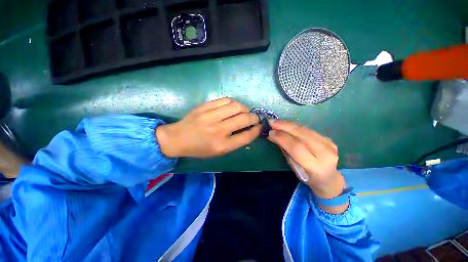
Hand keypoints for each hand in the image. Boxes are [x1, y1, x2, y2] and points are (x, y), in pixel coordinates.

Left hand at [156, 98, 260, 157]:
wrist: (178, 138)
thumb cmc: (200, 148)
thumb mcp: (218, 152)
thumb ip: (235, 142)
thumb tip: (249, 130)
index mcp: (222, 146)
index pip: (246, 136)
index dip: (256, 130)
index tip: (259, 126)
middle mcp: (218, 131)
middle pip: (244, 119)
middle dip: (253, 118)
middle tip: (253, 118)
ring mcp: (210, 116)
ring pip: (236, 106)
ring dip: (244, 108)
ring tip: (243, 111)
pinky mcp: (205, 106)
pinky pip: (226, 100)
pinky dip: (233, 103)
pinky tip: (233, 107)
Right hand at [268, 120, 345, 203]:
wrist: (329, 178)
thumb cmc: (308, 177)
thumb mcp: (294, 168)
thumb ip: (285, 151)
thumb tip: (273, 136)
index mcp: (316, 167)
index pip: (296, 148)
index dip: (282, 138)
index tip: (270, 132)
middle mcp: (325, 154)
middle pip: (302, 136)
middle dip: (285, 127)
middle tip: (272, 122)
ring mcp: (329, 144)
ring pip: (305, 130)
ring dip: (289, 124)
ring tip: (277, 121)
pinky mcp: (329, 139)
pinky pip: (308, 130)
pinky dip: (295, 126)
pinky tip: (287, 124)